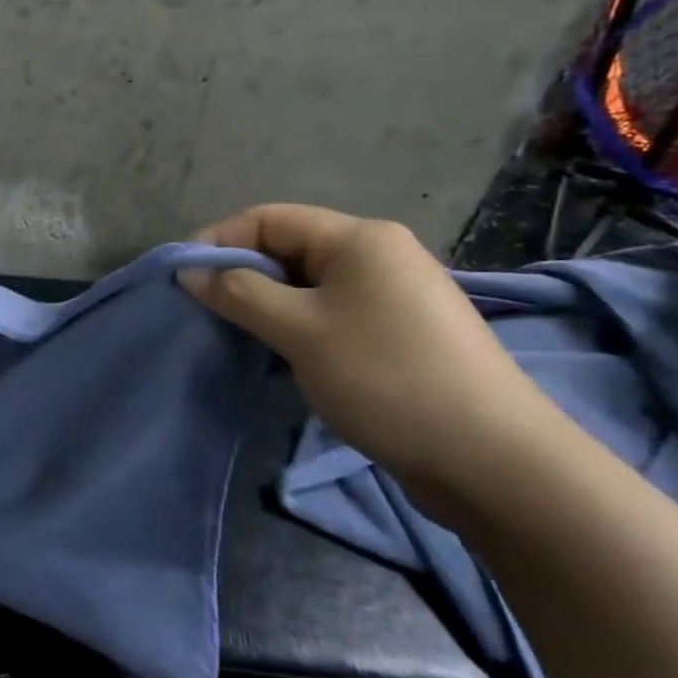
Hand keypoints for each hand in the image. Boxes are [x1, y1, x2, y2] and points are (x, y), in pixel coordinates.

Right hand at [179, 204, 562, 483]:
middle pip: (291, 248)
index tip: (184, 280)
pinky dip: (301, 326)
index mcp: (359, 238)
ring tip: (241, 337)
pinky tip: (286, 356)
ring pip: (311, 285)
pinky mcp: (405, 333)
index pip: (269, 218)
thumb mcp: (299, 331)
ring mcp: (397, 295)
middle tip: (208, 313)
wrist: (493, 459)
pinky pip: (335, 313)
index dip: (220, 241)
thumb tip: (190, 272)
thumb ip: (239, 294)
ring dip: (270, 305)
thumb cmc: (385, 377)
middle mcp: (381, 254)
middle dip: (244, 275)